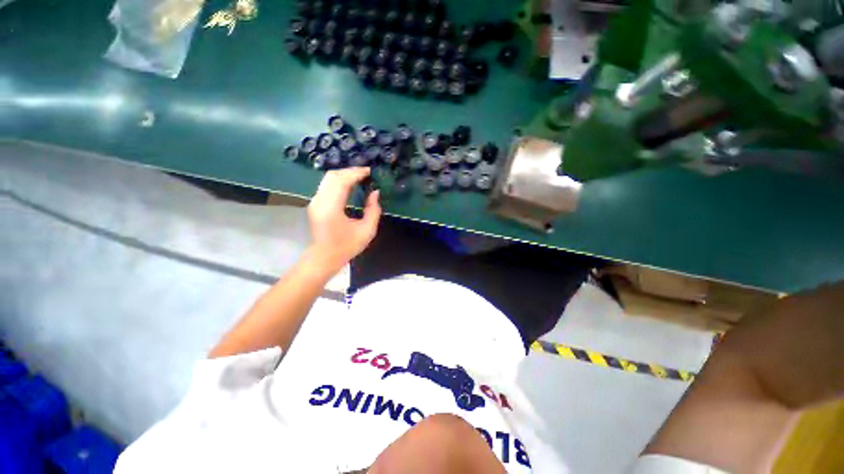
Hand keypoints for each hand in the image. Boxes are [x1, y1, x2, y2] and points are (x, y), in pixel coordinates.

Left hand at [306, 167, 381, 272]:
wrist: (324, 257)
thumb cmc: (347, 246)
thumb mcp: (367, 231)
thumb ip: (374, 210)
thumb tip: (375, 192)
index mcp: (331, 208)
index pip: (342, 181)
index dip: (356, 173)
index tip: (370, 171)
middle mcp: (320, 201)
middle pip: (333, 176)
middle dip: (351, 171)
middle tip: (366, 173)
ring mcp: (315, 201)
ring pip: (328, 178)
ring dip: (345, 175)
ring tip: (360, 177)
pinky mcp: (315, 203)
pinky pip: (327, 185)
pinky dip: (339, 181)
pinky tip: (350, 184)